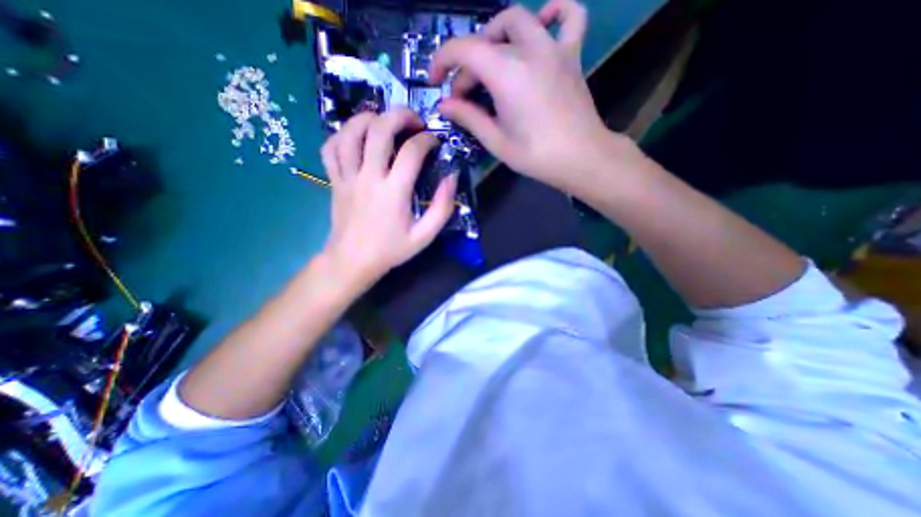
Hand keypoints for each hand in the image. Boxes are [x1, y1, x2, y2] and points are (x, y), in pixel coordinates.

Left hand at [320, 109, 458, 288]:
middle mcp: (368, 177)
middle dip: (399, 116)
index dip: (427, 140)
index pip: (412, 151)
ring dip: (368, 118)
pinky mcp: (333, 181)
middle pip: (379, 130)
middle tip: (413, 121)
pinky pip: (330, 149)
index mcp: (393, 192)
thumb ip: (442, 207)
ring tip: (383, 121)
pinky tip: (355, 137)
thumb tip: (451, 178)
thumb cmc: (390, 250)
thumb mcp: (425, 236)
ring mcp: (347, 177)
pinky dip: (341, 135)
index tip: (435, 142)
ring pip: (350, 132)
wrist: (352, 261)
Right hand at [430, 0, 633, 193]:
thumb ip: (469, 118)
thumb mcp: (496, 142)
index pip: (464, 50)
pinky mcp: (572, 55)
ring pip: (518, 20)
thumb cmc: (537, 155)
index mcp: (507, 74)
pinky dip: (554, 13)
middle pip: (487, 43)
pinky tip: (542, 25)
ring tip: (490, 61)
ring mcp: (554, 49)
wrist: (581, 158)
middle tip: (465, 95)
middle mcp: (529, 51)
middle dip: (467, 66)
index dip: (442, 61)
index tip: (435, 82)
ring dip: (496, 35)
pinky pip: (569, 16)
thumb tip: (445, 105)